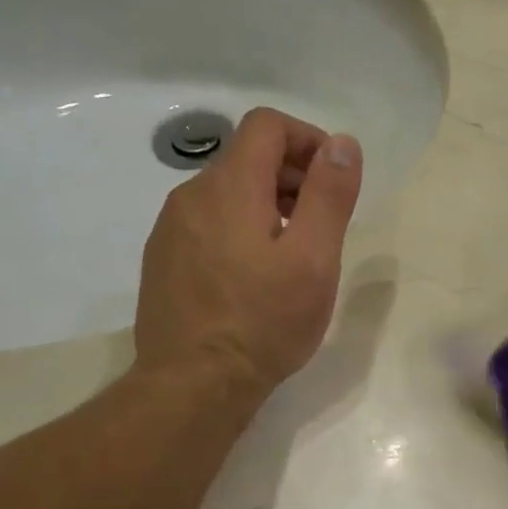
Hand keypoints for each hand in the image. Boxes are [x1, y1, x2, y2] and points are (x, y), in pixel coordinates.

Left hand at [133, 107, 362, 397]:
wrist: (194, 383)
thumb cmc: (264, 321)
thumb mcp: (314, 259)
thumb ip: (329, 196)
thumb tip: (343, 144)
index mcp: (230, 186)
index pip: (268, 125)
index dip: (310, 140)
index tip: (336, 181)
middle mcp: (191, 195)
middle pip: (248, 157)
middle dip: (294, 176)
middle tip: (325, 224)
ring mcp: (171, 229)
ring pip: (228, 193)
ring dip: (269, 204)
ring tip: (296, 255)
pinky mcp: (164, 259)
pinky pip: (209, 223)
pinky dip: (242, 229)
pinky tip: (258, 277)